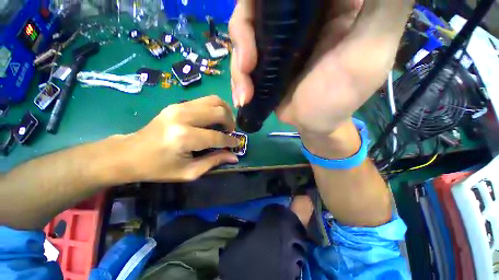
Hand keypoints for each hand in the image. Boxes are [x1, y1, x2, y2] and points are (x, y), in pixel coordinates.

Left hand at [120, 96, 239, 181]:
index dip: (231, 141)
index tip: (237, 144)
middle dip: (231, 122)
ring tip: (225, 124)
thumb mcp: (188, 172)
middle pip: (219, 111)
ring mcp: (179, 107)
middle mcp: (183, 117)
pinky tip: (214, 119)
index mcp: (185, 137)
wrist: (129, 153)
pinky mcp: (177, 104)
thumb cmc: (158, 168)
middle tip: (231, 132)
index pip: (218, 136)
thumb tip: (233, 157)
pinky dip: (215, 108)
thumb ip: (214, 162)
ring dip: (225, 111)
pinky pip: (204, 100)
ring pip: (214, 100)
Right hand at [230, 0, 413, 134]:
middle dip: (243, 33)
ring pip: (242, 34)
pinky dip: (237, 79)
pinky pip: (240, 61)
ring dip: (239, 67)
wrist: (315, 123)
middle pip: (256, 6)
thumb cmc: (342, 96)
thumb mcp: (370, 52)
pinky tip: (243, 97)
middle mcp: (298, 15)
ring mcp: (275, 40)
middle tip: (248, 64)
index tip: (266, 17)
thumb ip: (384, 8)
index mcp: (328, 4)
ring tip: (246, 93)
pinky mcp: (263, 62)